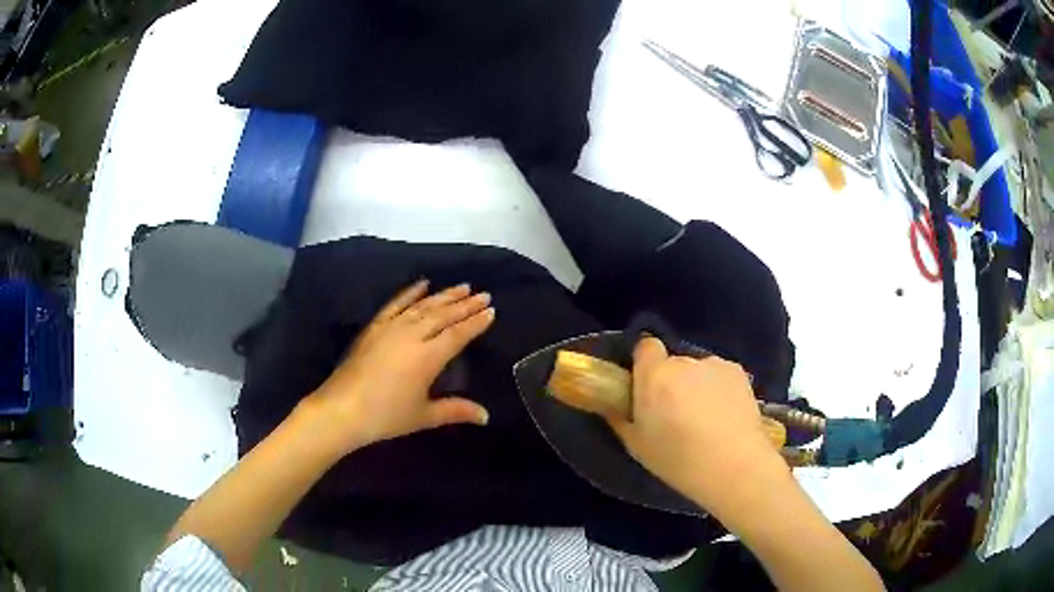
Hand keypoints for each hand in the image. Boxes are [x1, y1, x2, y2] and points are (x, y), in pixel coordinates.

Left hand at [300, 280, 493, 455]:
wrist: (342, 410)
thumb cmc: (385, 416)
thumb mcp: (424, 416)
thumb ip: (456, 411)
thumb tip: (486, 416)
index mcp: (428, 357)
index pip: (458, 334)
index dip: (475, 322)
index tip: (491, 310)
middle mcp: (411, 336)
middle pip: (443, 315)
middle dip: (465, 304)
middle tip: (483, 293)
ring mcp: (390, 328)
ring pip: (422, 306)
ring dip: (443, 296)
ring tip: (461, 287)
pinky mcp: (374, 328)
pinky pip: (395, 304)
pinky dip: (409, 293)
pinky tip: (422, 284)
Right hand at [607, 338, 787, 513]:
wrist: (735, 467)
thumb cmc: (678, 461)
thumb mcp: (637, 446)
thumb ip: (620, 418)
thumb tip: (612, 404)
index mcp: (655, 376)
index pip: (645, 346)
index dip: (644, 363)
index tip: (645, 387)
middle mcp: (685, 363)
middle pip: (672, 363)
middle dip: (671, 381)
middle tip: (675, 412)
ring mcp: (715, 365)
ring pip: (697, 371)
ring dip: (696, 385)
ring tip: (705, 419)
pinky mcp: (739, 373)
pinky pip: (719, 376)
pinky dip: (718, 389)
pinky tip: (725, 417)